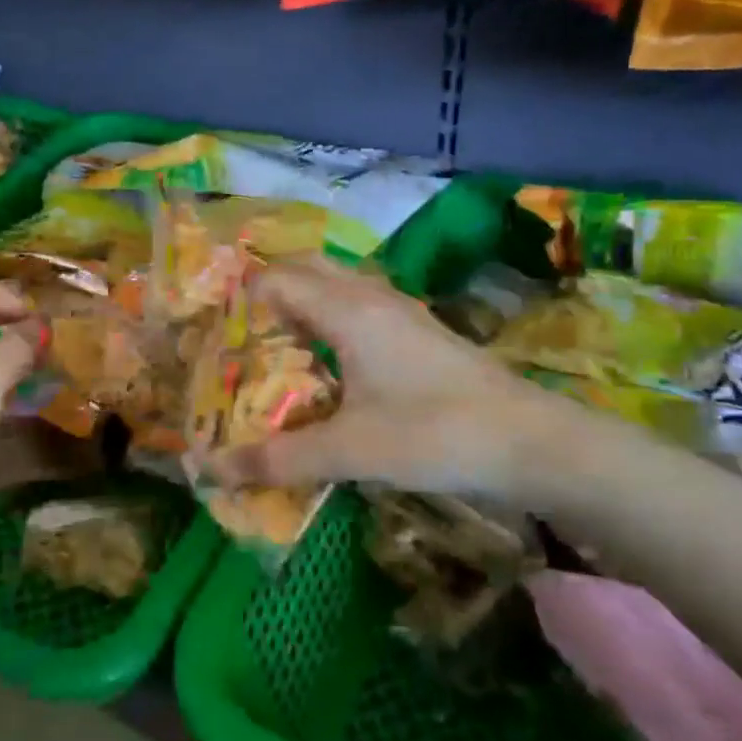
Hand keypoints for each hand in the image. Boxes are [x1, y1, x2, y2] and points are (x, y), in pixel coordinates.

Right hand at [212, 258, 606, 511]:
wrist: (531, 441)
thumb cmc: (434, 434)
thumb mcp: (349, 450)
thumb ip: (278, 458)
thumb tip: (210, 471)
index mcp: (345, 308)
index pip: (274, 280)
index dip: (239, 301)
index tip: (216, 336)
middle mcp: (369, 295)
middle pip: (305, 269)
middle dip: (267, 293)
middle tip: (240, 336)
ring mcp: (398, 309)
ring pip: (335, 285)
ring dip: (301, 303)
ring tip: (274, 347)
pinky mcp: (418, 330)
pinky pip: (357, 305)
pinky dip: (329, 318)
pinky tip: (328, 363)